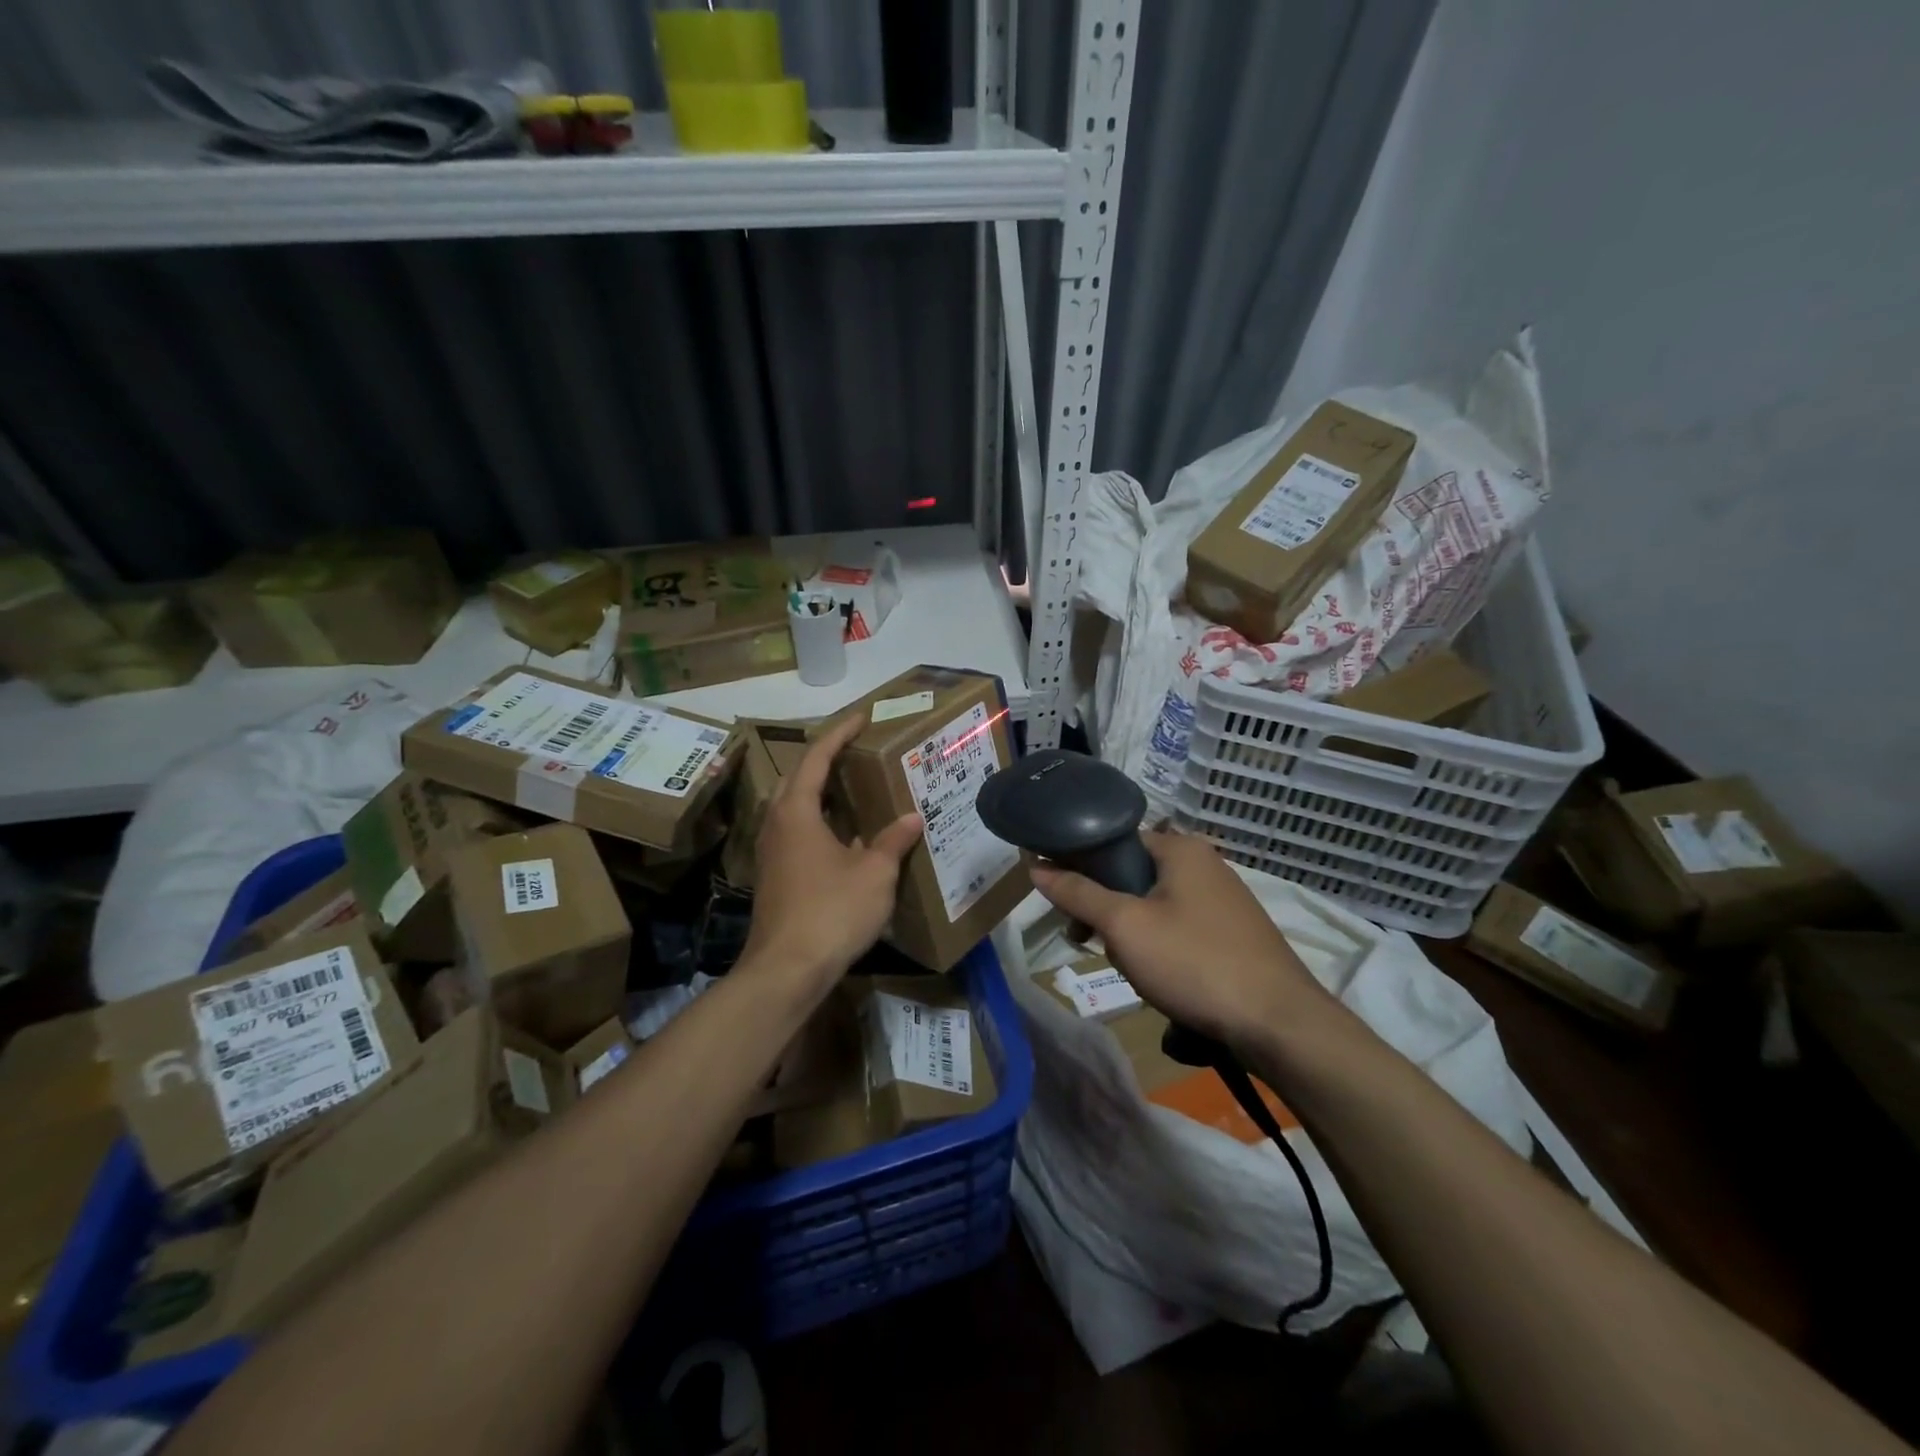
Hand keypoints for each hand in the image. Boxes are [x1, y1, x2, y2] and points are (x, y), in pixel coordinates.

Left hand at [739, 713, 922, 997]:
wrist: (786, 970)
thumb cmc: (831, 912)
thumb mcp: (873, 874)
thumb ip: (892, 841)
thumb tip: (911, 817)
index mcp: (797, 812)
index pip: (816, 757)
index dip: (839, 734)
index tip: (861, 718)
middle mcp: (777, 824)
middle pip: (798, 779)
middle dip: (825, 760)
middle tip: (858, 753)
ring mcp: (771, 852)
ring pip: (795, 808)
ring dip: (821, 793)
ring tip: (855, 790)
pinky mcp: (774, 876)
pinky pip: (796, 833)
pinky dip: (819, 822)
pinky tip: (846, 838)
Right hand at [1030, 830, 1325, 1048]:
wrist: (1280, 1025)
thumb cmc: (1194, 962)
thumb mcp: (1124, 926)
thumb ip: (1077, 893)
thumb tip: (1035, 867)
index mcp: (1182, 848)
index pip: (1115, 841)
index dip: (1081, 868)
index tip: (1064, 904)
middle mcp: (1206, 865)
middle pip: (1133, 876)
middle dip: (1106, 910)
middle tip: (1089, 942)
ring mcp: (1226, 901)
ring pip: (1155, 907)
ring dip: (1132, 935)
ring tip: (1129, 969)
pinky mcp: (1236, 935)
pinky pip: (1181, 929)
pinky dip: (1161, 948)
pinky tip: (1162, 981)